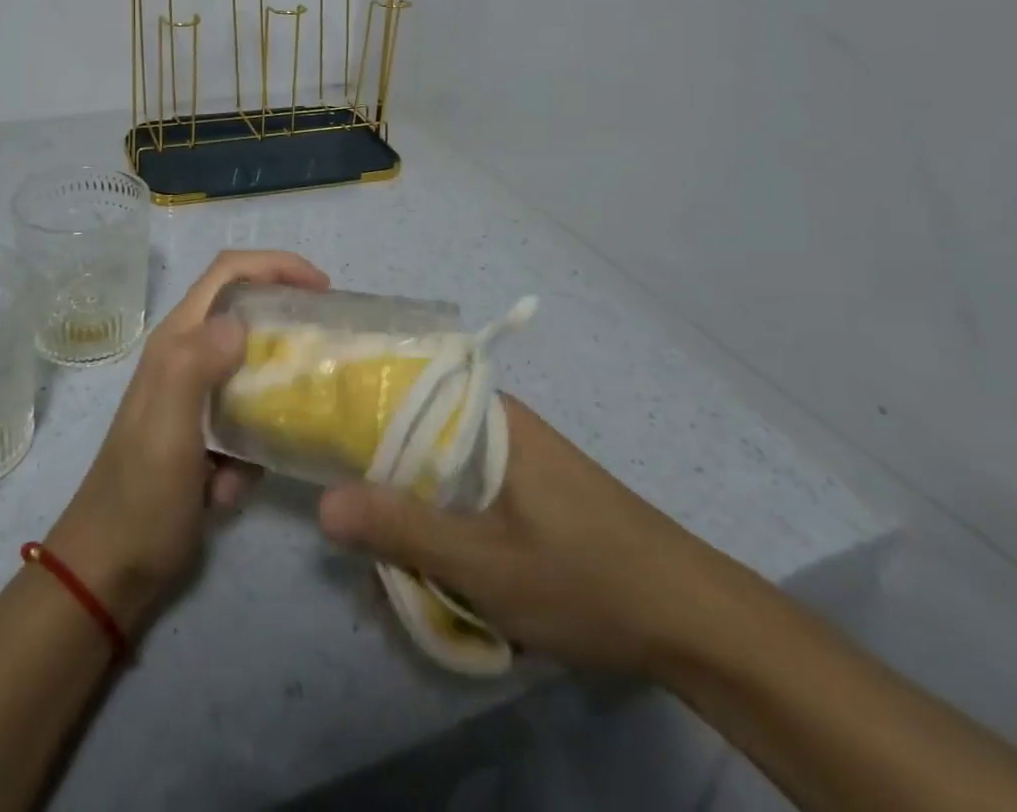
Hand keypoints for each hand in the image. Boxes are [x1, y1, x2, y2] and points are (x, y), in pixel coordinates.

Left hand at [47, 249, 329, 631]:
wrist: (111, 571)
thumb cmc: (141, 494)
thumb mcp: (168, 425)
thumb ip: (197, 364)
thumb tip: (241, 322)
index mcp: (177, 341)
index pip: (228, 272)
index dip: (276, 265)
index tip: (321, 288)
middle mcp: (187, 357)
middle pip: (247, 314)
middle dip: (286, 327)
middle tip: (327, 348)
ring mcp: (197, 398)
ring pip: (254, 371)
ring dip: (271, 400)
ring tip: (293, 427)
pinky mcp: (207, 435)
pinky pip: (248, 423)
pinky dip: (252, 449)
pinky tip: (234, 486)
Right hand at [317, 395, 725, 675]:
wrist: (694, 620)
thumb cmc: (585, 577)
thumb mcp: (483, 564)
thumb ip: (402, 530)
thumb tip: (323, 504)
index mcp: (486, 417)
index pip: (402, 396)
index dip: (358, 421)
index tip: (322, 453)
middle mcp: (499, 425)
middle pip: (419, 443)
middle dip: (390, 493)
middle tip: (367, 543)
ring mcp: (519, 459)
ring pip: (445, 479)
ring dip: (424, 522)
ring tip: (408, 573)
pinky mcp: (535, 492)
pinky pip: (473, 500)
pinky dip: (455, 532)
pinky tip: (453, 578)